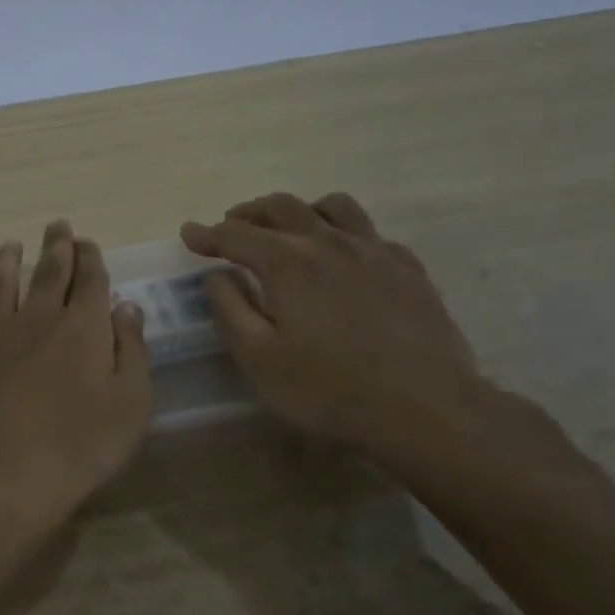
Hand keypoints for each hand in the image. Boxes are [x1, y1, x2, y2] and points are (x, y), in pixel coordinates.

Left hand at [0, 221, 151, 542]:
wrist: (3, 478)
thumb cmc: (81, 445)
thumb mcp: (131, 402)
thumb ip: (132, 350)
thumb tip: (126, 306)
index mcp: (80, 327)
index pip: (89, 279)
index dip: (90, 258)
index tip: (88, 241)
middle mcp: (34, 321)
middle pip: (46, 273)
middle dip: (56, 247)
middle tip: (57, 225)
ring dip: (5, 264)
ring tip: (10, 246)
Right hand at [180, 192, 492, 471]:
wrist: (425, 407)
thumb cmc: (328, 389)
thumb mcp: (259, 359)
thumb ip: (231, 310)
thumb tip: (217, 275)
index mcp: (287, 263)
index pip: (236, 235)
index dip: (208, 234)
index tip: (189, 233)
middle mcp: (328, 243)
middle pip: (282, 208)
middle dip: (250, 212)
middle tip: (232, 224)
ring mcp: (374, 251)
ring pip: (333, 207)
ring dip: (301, 209)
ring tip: (289, 226)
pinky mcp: (408, 268)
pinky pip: (371, 232)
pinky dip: (345, 232)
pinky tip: (345, 254)